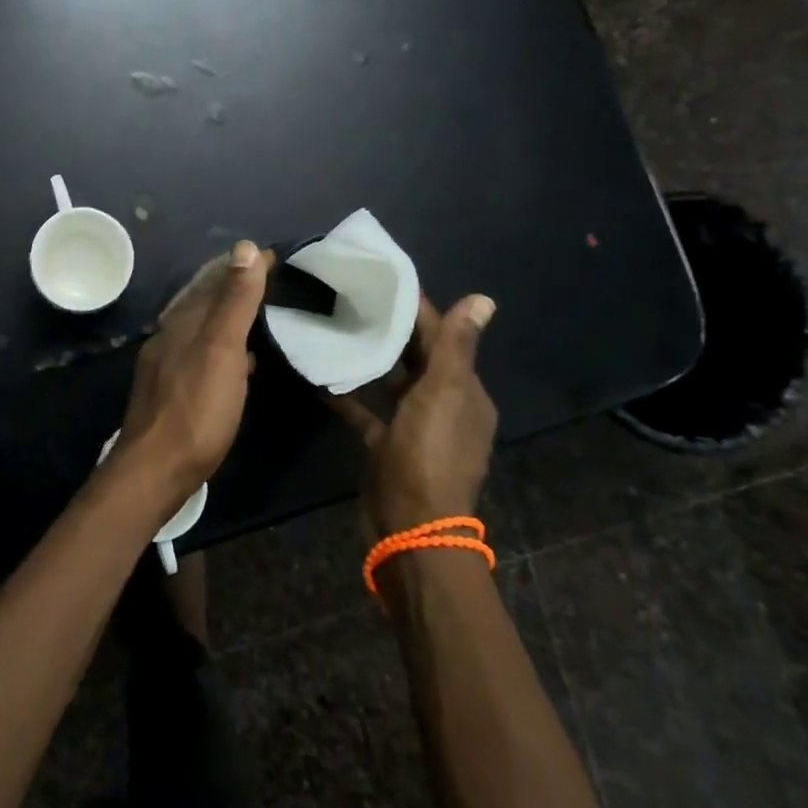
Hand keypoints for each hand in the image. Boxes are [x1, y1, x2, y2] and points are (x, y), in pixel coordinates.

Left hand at [114, 242, 272, 508]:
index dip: (240, 266)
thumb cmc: (196, 408)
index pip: (211, 280)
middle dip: (229, 286)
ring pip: (200, 329)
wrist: (156, 469)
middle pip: (201, 301)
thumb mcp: (222, 349)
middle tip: (263, 278)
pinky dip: (222, 349)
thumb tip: (246, 247)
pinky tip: (239, 364)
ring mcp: (166, 366)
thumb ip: (234, 301)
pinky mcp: (171, 393)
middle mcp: (169, 337)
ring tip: (255, 315)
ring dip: (225, 317)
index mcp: (182, 321)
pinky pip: (200, 356)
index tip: (272, 255)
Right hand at [332, 293, 498, 534]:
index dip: (417, 309)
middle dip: (391, 329)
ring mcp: (416, 429)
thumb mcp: (442, 394)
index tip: (383, 280)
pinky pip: (370, 412)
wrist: (412, 527)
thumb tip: (484, 298)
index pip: (442, 337)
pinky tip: (323, 380)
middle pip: (418, 357)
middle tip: (351, 298)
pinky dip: (351, 396)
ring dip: (372, 360)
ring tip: (337, 329)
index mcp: (465, 392)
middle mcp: (445, 407)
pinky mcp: (389, 447)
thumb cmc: (428, 454)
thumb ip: (455, 346)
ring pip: (394, 383)